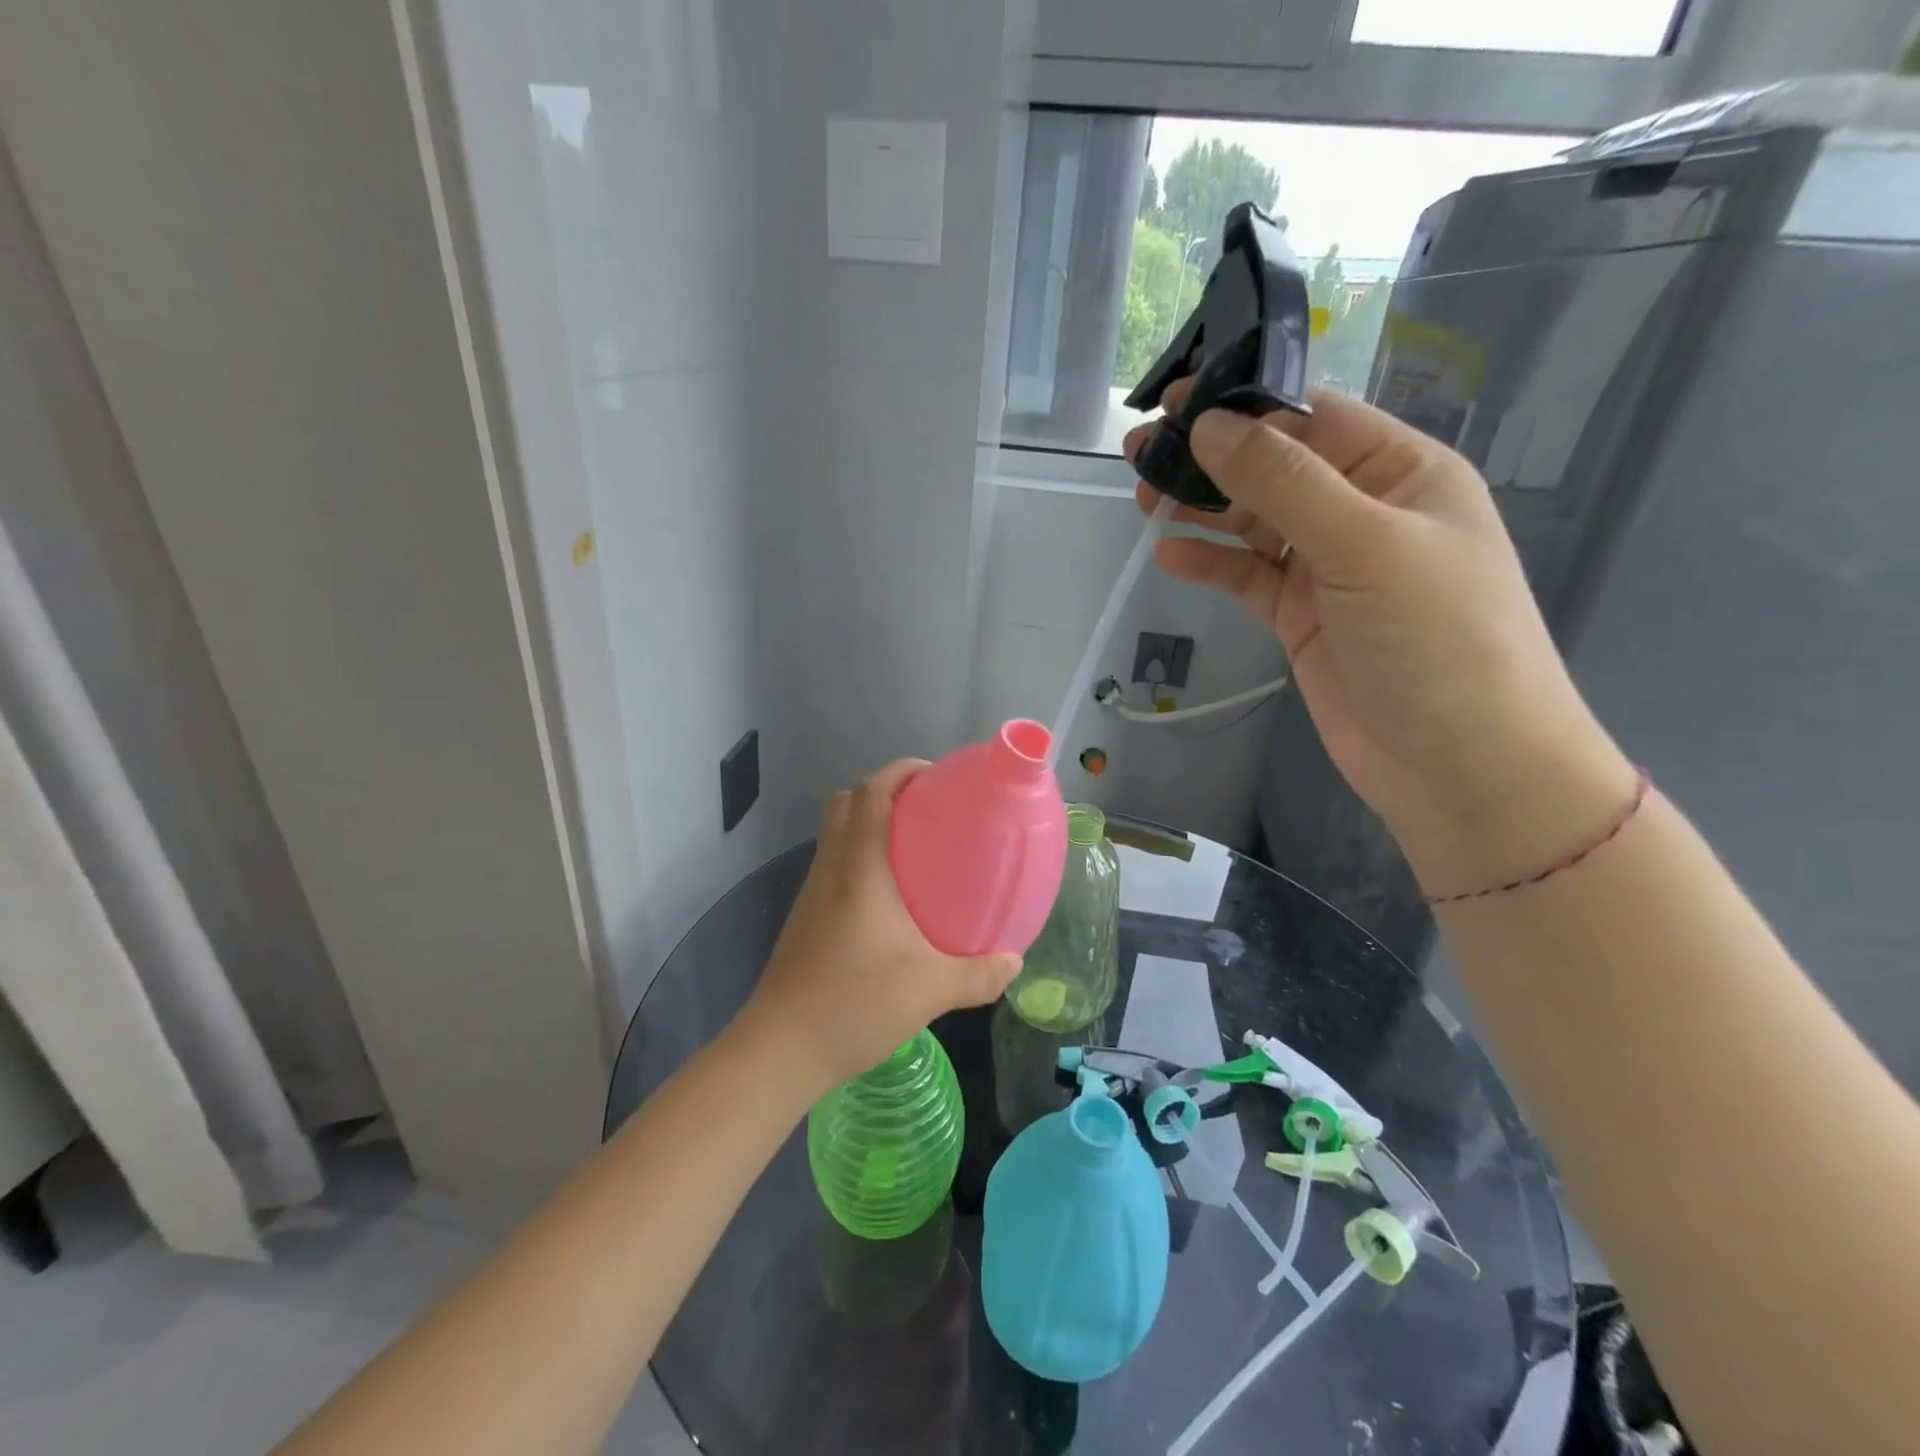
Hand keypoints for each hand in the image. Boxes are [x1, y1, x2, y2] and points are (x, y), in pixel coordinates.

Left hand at [735, 760, 1021, 1093]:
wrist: (781, 1049)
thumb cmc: (855, 1004)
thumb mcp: (930, 990)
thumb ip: (979, 974)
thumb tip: (1014, 961)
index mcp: (859, 868)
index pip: (870, 794)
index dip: (899, 771)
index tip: (933, 775)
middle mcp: (831, 869)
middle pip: (845, 803)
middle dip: (883, 791)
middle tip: (926, 809)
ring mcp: (812, 893)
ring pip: (835, 833)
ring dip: (868, 824)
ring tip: (914, 848)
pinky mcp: (805, 918)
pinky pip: (833, 865)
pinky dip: (859, 857)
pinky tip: (889, 897)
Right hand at [1127, 382, 1634, 896]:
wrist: (1459, 764)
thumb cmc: (1436, 640)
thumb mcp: (1364, 545)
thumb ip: (1284, 483)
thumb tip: (1208, 426)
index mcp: (1401, 471)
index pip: (1313, 418)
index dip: (1244, 405)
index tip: (1176, 403)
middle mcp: (1363, 510)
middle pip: (1274, 467)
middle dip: (1211, 457)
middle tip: (1140, 453)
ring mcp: (1329, 567)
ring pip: (1254, 522)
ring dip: (1202, 508)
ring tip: (1144, 498)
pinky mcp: (1300, 617)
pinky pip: (1248, 576)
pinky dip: (1211, 563)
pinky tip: (1170, 555)